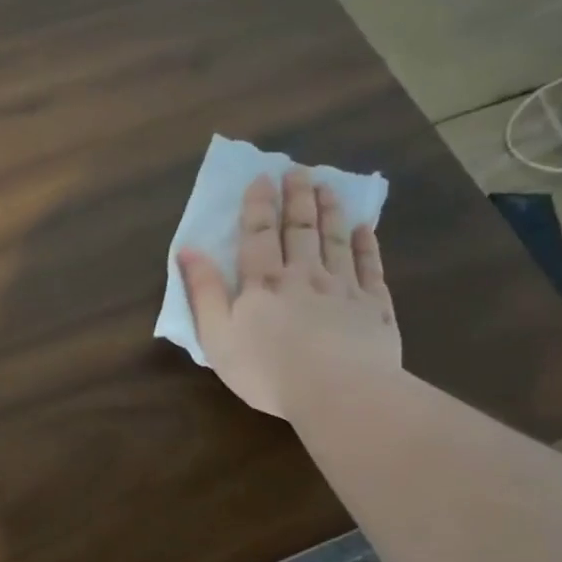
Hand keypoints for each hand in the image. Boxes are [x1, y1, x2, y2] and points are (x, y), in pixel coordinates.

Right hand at [178, 169, 400, 421]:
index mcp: (263, 283)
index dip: (259, 205)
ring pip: (335, 240)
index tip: (262, 177)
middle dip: (297, 197)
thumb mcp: (217, 336)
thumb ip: (203, 292)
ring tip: (327, 186)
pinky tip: (364, 229)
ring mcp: (343, 288)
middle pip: (300, 229)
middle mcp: (304, 275)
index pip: (259, 235)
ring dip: (329, 211)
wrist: (338, 392)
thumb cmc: (267, 370)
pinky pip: (370, 266)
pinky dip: (366, 245)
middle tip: (298, 170)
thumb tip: (188, 249)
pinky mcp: (374, 306)